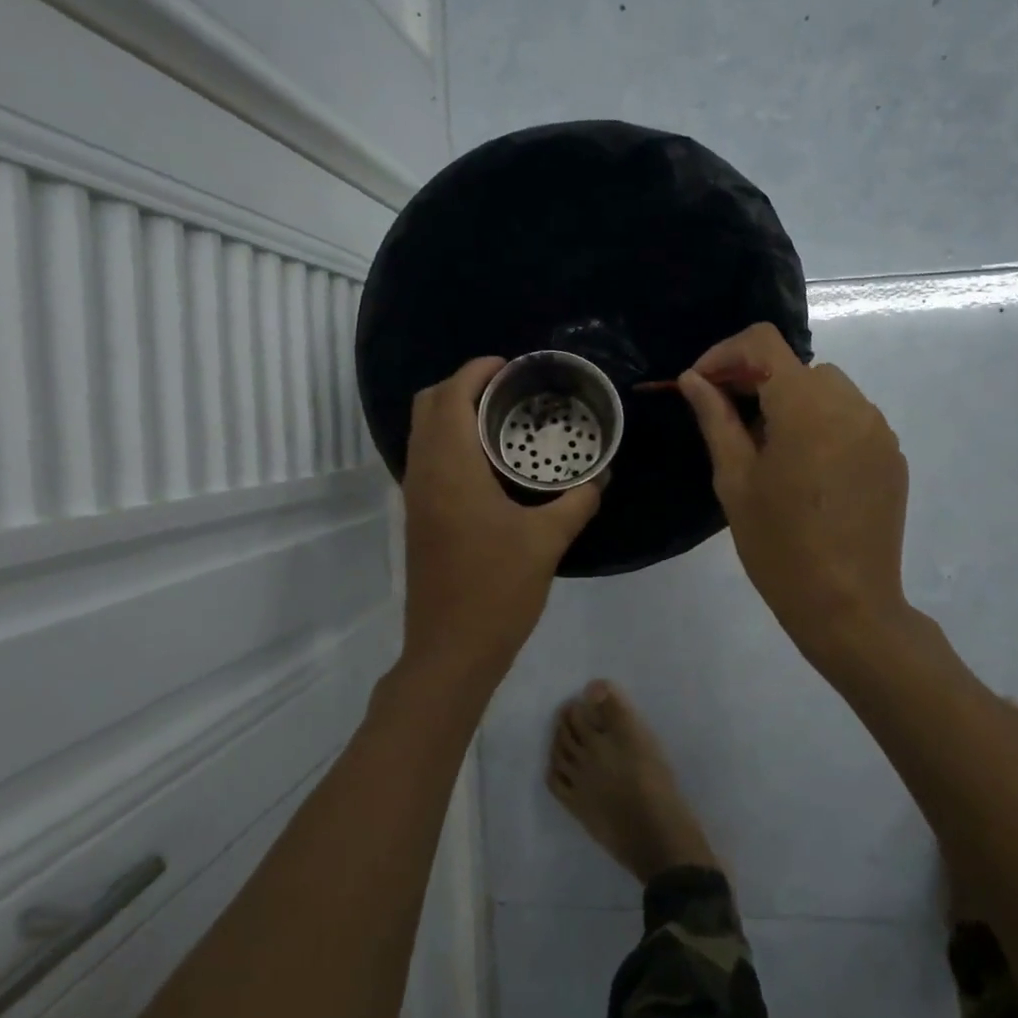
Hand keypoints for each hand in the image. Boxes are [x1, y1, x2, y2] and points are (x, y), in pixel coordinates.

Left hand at [401, 357, 603, 683]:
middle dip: (462, 385)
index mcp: (451, 468)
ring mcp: (416, 496)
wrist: (451, 650)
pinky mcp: (419, 516)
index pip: (450, 396)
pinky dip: (451, 441)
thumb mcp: (547, 542)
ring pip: (423, 432)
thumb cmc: (497, 590)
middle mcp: (424, 473)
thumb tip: (600, 477)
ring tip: (503, 419)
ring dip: (454, 413)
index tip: (511, 366)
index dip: (476, 371)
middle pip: (427, 405)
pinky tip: (490, 462)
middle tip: (508, 390)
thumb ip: (576, 502)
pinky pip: (428, 458)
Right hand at [677, 325, 911, 666]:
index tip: (700, 385)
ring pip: (826, 389)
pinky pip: (850, 418)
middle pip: (795, 366)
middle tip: (726, 420)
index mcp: (806, 406)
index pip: (763, 343)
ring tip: (767, 448)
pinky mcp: (891, 455)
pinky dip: (821, 424)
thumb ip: (716, 418)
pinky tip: (805, 469)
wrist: (847, 605)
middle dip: (755, 381)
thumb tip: (693, 380)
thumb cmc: (778, 545)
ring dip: (790, 401)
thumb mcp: (735, 480)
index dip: (724, 354)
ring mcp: (878, 430)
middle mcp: (851, 405)